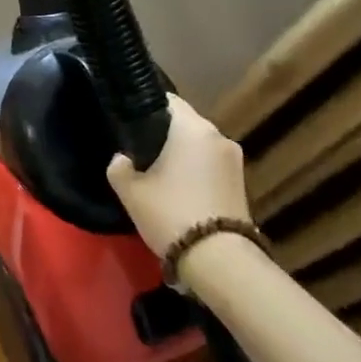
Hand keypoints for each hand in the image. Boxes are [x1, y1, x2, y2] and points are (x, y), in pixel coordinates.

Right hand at [106, 95, 252, 258]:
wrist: (218, 260)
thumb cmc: (171, 213)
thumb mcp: (130, 191)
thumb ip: (118, 167)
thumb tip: (122, 159)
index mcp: (193, 128)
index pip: (168, 100)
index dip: (145, 107)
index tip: (128, 121)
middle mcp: (218, 136)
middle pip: (185, 124)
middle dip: (163, 134)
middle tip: (138, 150)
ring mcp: (234, 161)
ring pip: (199, 146)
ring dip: (181, 154)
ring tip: (157, 172)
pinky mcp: (242, 184)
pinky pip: (210, 165)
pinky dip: (195, 171)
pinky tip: (178, 189)